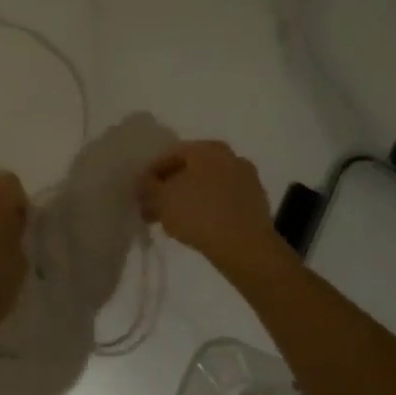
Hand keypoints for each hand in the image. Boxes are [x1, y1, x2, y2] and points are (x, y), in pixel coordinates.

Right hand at [138, 140, 278, 268]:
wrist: (245, 246)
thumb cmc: (198, 214)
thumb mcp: (161, 199)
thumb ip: (147, 186)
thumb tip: (143, 181)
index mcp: (206, 148)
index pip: (169, 155)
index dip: (150, 175)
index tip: (139, 194)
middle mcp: (229, 156)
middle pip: (190, 169)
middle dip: (169, 187)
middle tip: (153, 209)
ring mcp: (246, 178)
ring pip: (207, 185)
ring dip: (187, 198)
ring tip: (172, 221)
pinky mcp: (256, 201)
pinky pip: (222, 199)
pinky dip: (207, 207)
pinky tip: (196, 226)